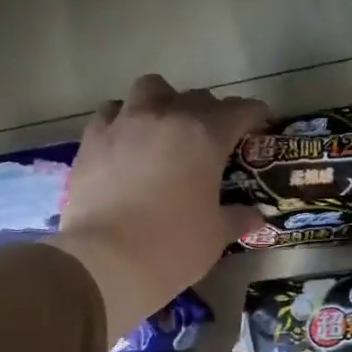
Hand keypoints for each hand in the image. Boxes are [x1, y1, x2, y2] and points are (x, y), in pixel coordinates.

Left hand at [48, 75, 268, 341]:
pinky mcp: (92, 138)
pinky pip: (112, 113)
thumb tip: (256, 216)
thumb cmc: (173, 247)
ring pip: (150, 90)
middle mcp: (166, 117)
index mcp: (205, 137)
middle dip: (211, 113)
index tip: (260, 126)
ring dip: (164, 103)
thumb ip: (237, 218)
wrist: (106, 260)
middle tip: (214, 139)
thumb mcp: (216, 237)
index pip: (239, 110)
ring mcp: (124, 123)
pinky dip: (126, 120)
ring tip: (165, 129)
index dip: (254, 115)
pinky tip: (128, 143)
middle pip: (196, 98)